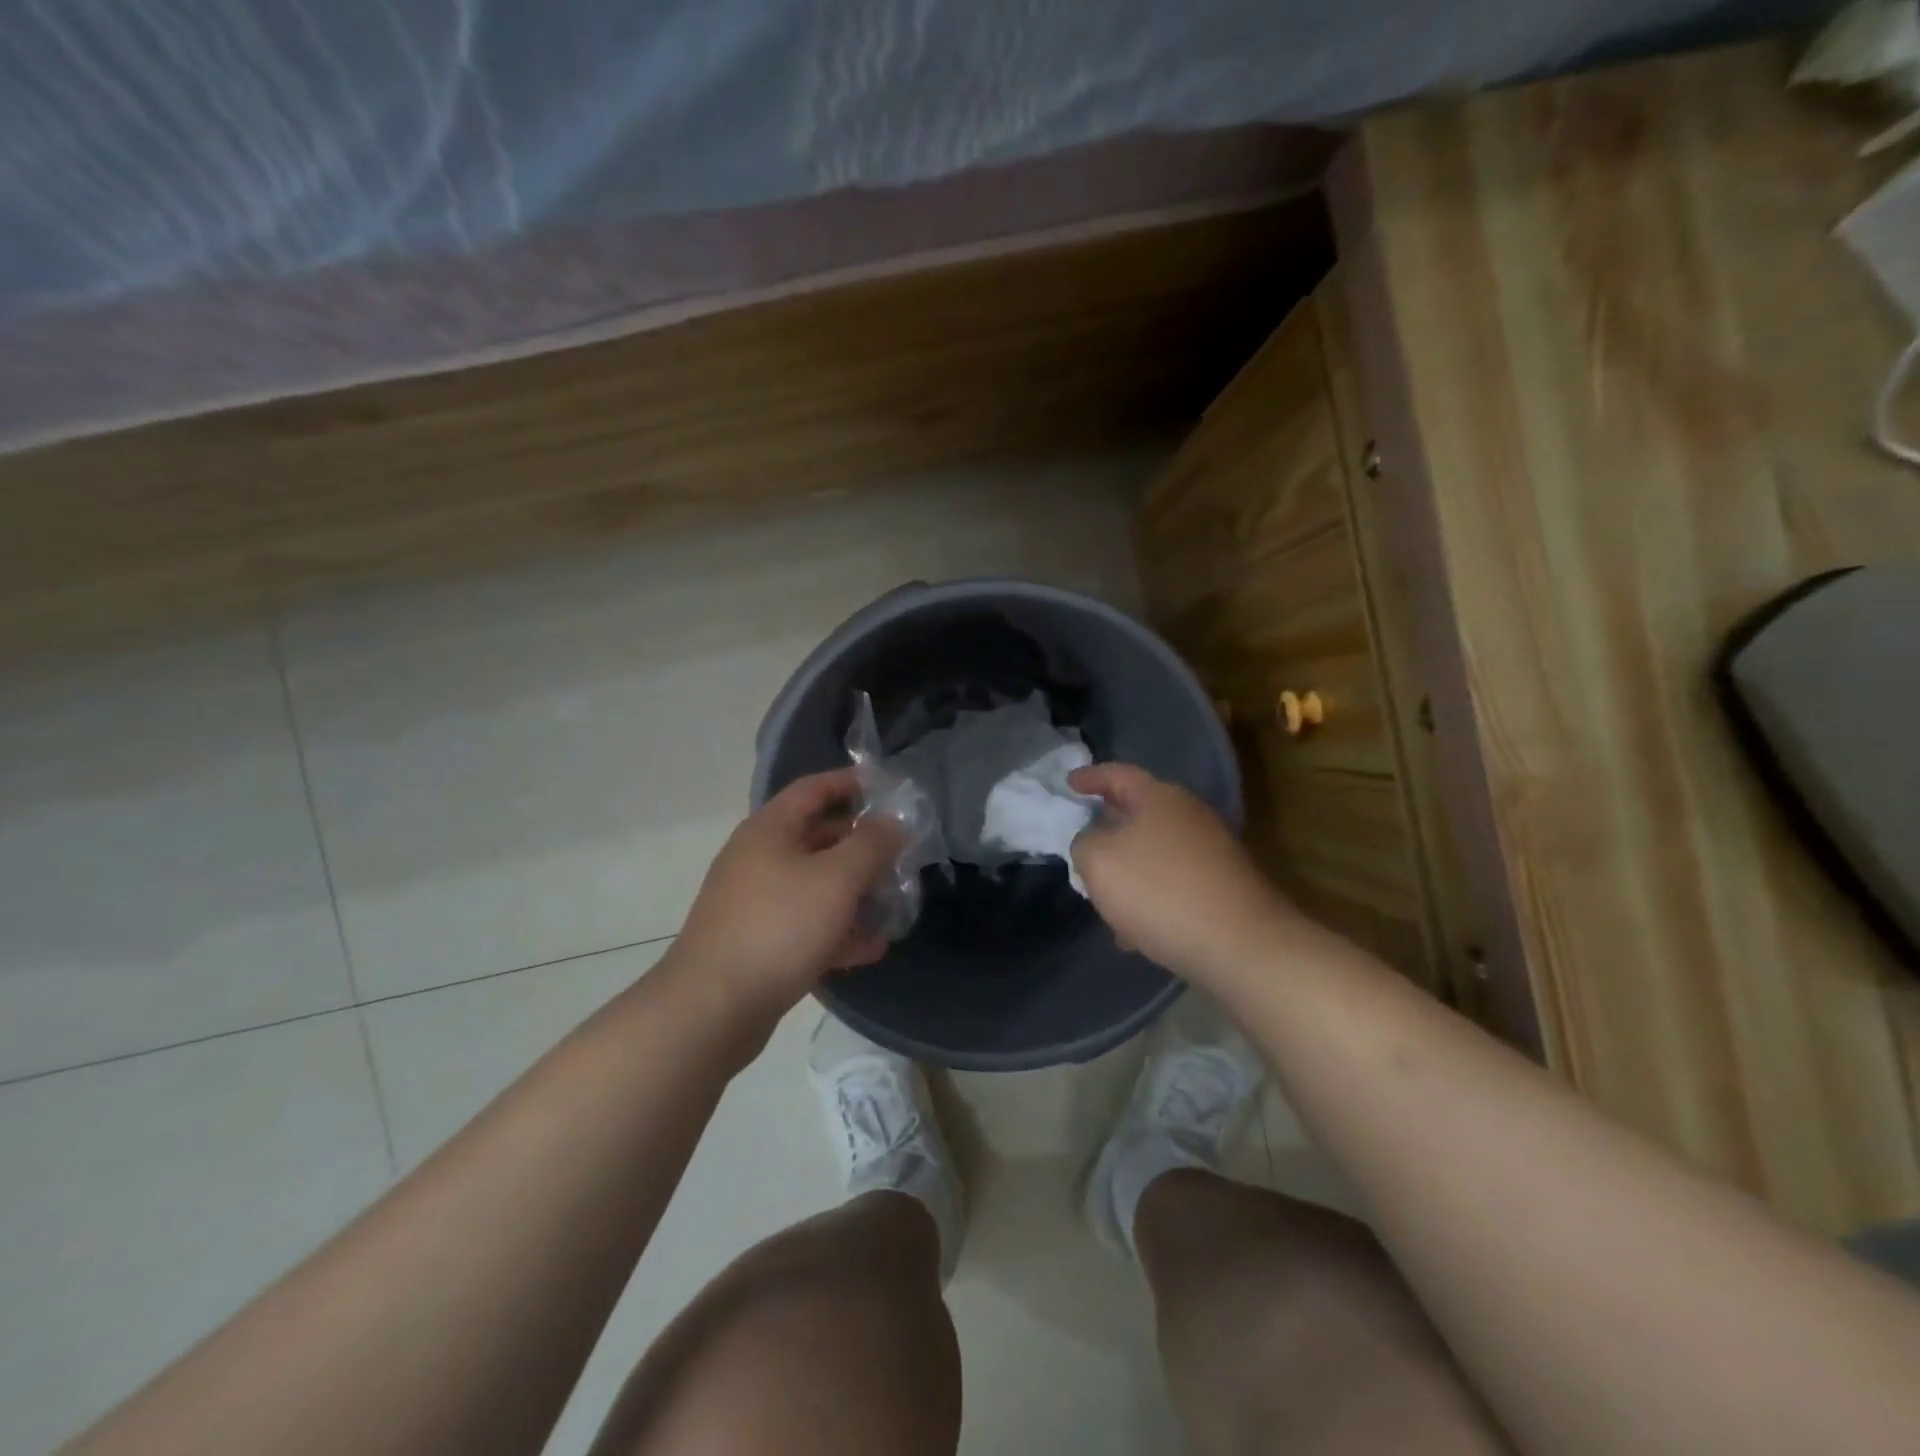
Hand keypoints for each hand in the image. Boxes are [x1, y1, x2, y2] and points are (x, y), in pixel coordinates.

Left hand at [672, 769, 901, 1017]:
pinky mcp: (760, 942)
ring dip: (856, 892)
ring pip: (817, 885)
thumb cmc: (779, 926)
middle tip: (903, 853)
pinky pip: (807, 924)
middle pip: (819, 837)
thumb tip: (893, 821)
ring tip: (896, 903)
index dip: (852, 783)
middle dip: (863, 845)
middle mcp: (760, 859)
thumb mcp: (836, 879)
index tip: (891, 789)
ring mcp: (757, 902)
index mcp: (770, 830)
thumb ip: (872, 844)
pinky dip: (838, 930)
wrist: (713, 1008)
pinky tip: (871, 948)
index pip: (814, 789)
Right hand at [1069, 762, 1296, 983]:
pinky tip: (1136, 932)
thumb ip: (1084, 842)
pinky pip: (1173, 883)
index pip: (1117, 774)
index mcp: (1159, 797)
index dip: (1090, 777)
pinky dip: (1150, 899)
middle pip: (1137, 813)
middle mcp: (1189, 815)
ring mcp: (1211, 851)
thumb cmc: (1159, 891)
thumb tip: (1095, 841)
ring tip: (1104, 901)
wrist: (1240, 945)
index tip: (1068, 784)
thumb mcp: (1098, 861)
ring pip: (1154, 853)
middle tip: (1082, 844)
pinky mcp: (1223, 886)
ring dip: (1127, 872)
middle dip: (1107, 829)